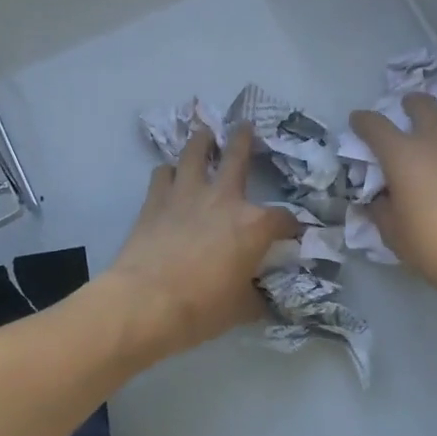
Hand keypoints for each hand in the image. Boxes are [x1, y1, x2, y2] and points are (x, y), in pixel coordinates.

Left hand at [105, 124, 300, 358]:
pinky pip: (162, 174)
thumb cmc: (200, 308)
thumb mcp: (240, 309)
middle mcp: (224, 198)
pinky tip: (169, 176)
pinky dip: (168, 172)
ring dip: (201, 141)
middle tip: (245, 126)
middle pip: (238, 156)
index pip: (283, 219)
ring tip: (203, 135)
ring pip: (194, 152)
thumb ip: (255, 297)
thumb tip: (261, 298)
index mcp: (254, 225)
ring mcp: (187, 194)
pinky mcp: (155, 200)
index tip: (290, 232)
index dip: (291, 226)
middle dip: (244, 140)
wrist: (145, 302)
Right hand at [348, 95, 436, 303]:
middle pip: (423, 105)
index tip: (358, 122)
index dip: (363, 120)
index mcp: (403, 155)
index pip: (375, 124)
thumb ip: (381, 208)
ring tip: (434, 162)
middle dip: (410, 105)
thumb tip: (381, 198)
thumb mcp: (393, 233)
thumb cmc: (434, 246)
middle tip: (406, 116)